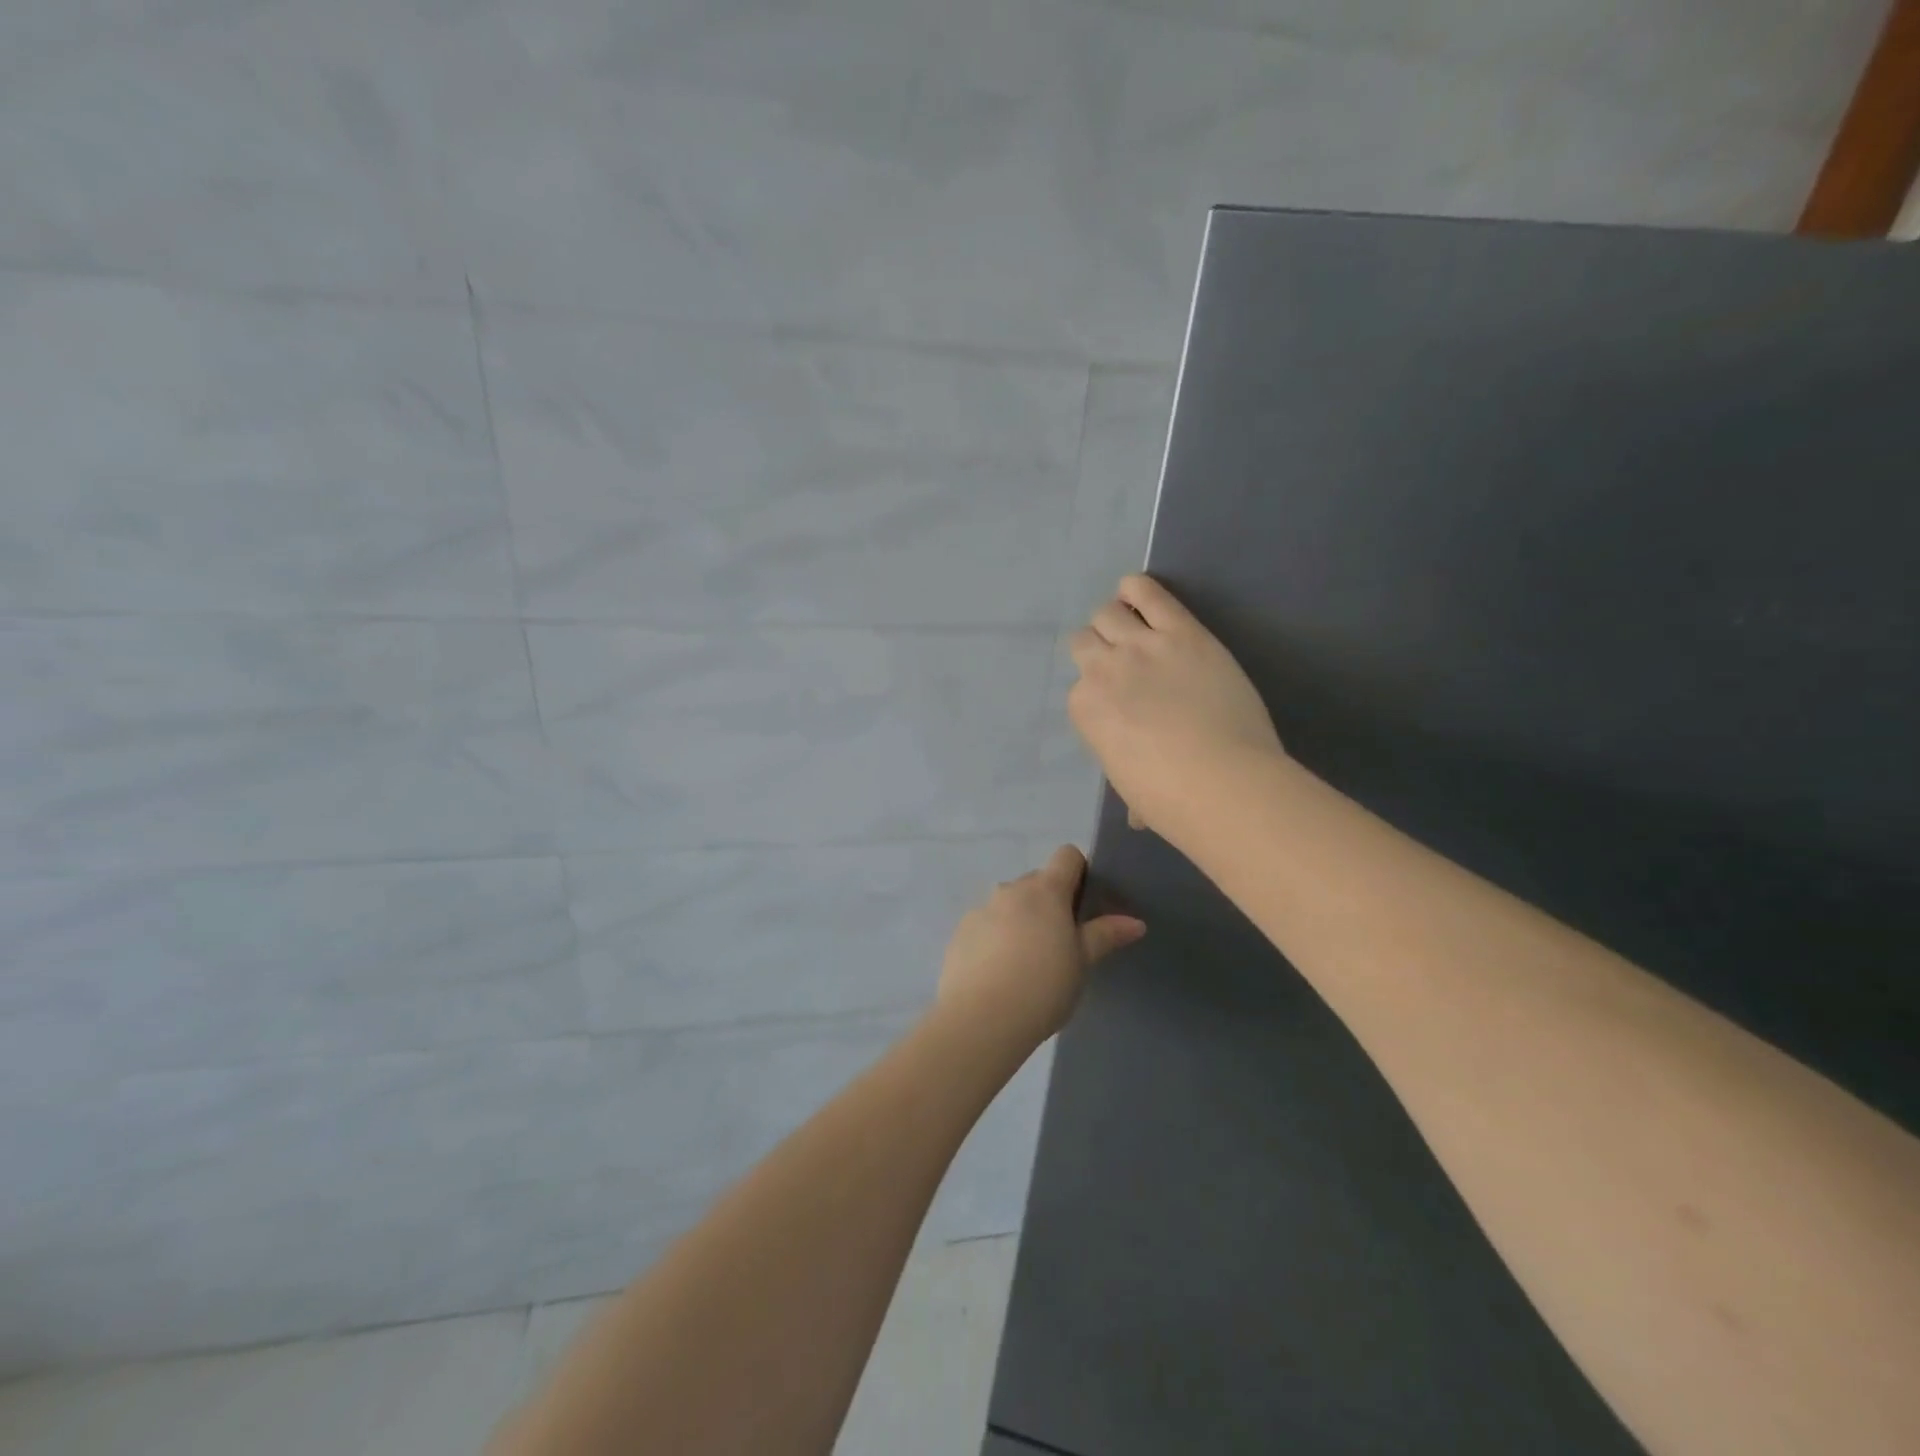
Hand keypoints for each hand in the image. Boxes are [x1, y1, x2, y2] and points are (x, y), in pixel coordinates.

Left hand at [936, 845, 1144, 1044]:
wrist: (981, 1018)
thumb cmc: (1043, 986)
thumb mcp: (1082, 963)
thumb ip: (1105, 935)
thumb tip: (1135, 922)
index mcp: (1045, 890)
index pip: (1067, 856)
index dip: (1080, 872)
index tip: (1086, 904)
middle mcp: (1010, 889)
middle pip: (1037, 882)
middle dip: (1050, 903)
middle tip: (1062, 942)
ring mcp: (981, 909)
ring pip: (1009, 904)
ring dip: (1021, 920)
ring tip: (1028, 963)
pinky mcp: (960, 932)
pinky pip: (986, 925)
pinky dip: (996, 938)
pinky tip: (1000, 973)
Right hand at [1068, 574, 1284, 844]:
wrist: (1220, 780)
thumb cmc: (1168, 798)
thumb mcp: (1130, 788)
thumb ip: (1129, 779)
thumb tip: (1136, 815)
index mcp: (1085, 708)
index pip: (1080, 686)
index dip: (1099, 691)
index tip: (1118, 701)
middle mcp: (1103, 669)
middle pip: (1084, 640)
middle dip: (1099, 649)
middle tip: (1125, 663)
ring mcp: (1141, 646)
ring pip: (1107, 611)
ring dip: (1116, 619)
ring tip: (1135, 628)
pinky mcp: (1181, 631)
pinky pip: (1148, 591)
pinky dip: (1138, 588)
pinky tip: (1141, 595)